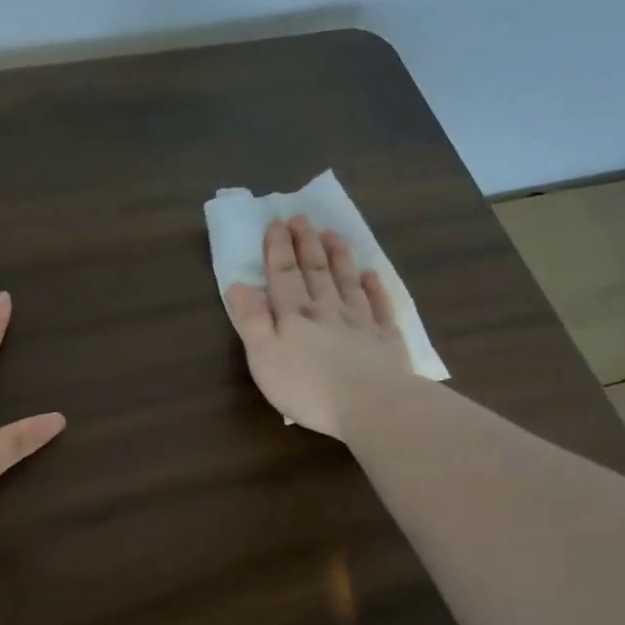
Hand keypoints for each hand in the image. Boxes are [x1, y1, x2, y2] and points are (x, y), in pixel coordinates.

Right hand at [225, 217, 413, 438]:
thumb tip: (238, 286)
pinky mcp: (386, 340)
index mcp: (294, 316)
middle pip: (315, 271)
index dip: (278, 249)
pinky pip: (379, 306)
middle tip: (302, 218)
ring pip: (347, 281)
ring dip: (338, 256)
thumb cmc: (308, 387)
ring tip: (332, 234)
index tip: (277, 223)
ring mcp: (360, 323)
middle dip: (306, 244)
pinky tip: (371, 274)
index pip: (283, 275)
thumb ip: (251, 321)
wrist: (372, 406)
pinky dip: (375, 287)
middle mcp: (327, 310)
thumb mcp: (264, 357)